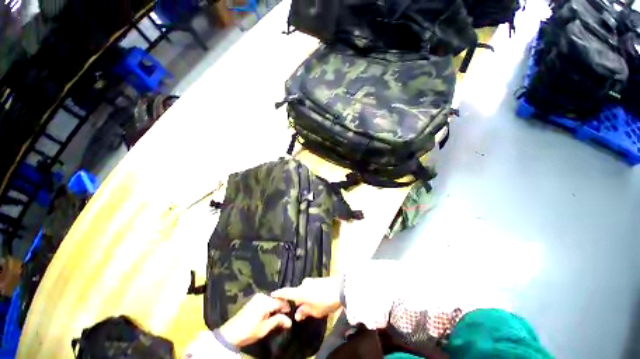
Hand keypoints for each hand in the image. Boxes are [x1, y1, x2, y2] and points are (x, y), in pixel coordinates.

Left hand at [219, 293, 291, 347]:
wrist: (230, 333)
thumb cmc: (248, 331)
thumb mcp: (265, 328)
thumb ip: (278, 321)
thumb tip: (289, 321)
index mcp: (265, 302)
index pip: (281, 301)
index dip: (287, 308)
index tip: (290, 315)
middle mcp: (262, 296)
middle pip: (276, 299)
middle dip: (281, 307)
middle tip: (284, 317)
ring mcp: (257, 297)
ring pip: (271, 300)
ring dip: (275, 307)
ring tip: (277, 317)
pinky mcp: (253, 300)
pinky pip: (266, 300)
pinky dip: (269, 306)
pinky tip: (269, 314)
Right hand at [271, 277, 341, 320]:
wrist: (340, 289)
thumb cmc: (326, 301)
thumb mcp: (315, 311)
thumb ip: (304, 311)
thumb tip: (297, 314)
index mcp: (301, 292)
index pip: (287, 292)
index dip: (279, 293)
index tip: (272, 294)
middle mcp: (304, 284)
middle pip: (297, 293)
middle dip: (298, 301)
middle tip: (302, 311)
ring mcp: (311, 281)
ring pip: (304, 290)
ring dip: (305, 297)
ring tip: (313, 306)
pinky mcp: (317, 279)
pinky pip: (310, 287)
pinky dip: (310, 293)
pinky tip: (317, 299)